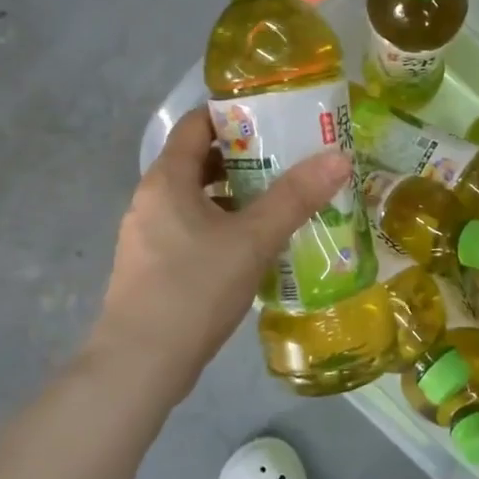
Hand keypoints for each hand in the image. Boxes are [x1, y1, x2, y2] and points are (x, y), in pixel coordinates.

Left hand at [92, 108, 350, 402]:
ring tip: (280, 200)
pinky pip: (191, 228)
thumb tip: (338, 157)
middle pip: (198, 160)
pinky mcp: (153, 266)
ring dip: (235, 194)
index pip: (196, 123)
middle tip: (288, 158)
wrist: (140, 364)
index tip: (274, 118)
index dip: (233, 114)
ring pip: (196, 198)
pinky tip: (253, 245)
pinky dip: (222, 225)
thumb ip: (295, 198)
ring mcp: (148, 234)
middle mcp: (151, 199)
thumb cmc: (194, 289)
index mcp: (167, 179)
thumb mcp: (252, 240)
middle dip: (243, 156)